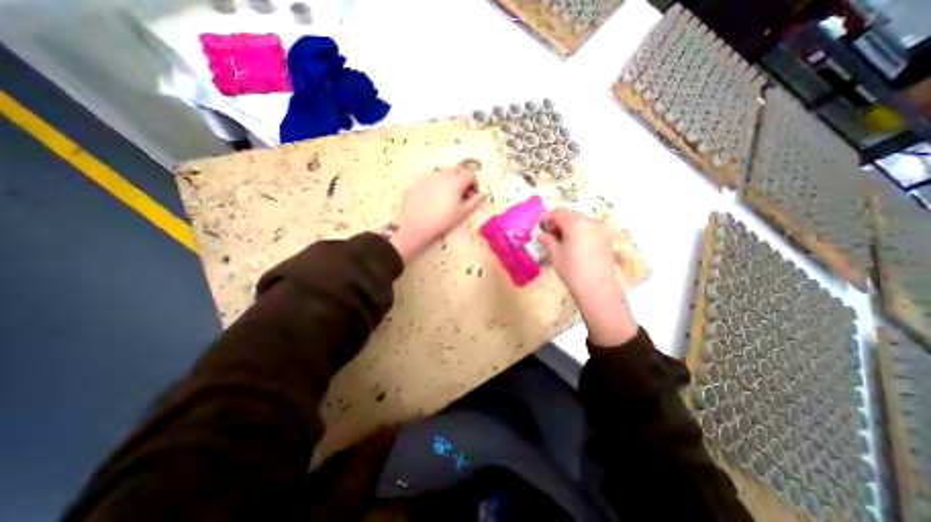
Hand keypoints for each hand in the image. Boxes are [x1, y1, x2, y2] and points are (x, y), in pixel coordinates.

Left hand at [390, 167, 483, 262]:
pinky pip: (432, 179)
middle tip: (461, 197)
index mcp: (456, 180)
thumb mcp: (463, 213)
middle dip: (463, 181)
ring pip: (444, 174)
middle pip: (458, 171)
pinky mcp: (417, 181)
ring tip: (447, 198)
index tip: (472, 196)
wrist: (415, 226)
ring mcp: (428, 175)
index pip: (471, 174)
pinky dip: (437, 185)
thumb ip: (475, 201)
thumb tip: (483, 194)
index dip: (475, 184)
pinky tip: (433, 199)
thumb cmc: (443, 220)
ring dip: (450, 182)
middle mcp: (443, 173)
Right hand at [535, 211, 636, 348]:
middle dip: (558, 221)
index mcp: (576, 223)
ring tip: (559, 239)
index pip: (559, 213)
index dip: (547, 217)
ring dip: (569, 226)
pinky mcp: (607, 239)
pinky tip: (573, 243)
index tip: (539, 224)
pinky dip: (579, 232)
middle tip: (548, 232)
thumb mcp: (555, 254)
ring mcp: (602, 230)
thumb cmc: (572, 270)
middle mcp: (591, 222)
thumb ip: (547, 240)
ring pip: (581, 222)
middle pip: (572, 216)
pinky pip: (589, 229)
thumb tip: (540, 234)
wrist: (598, 289)